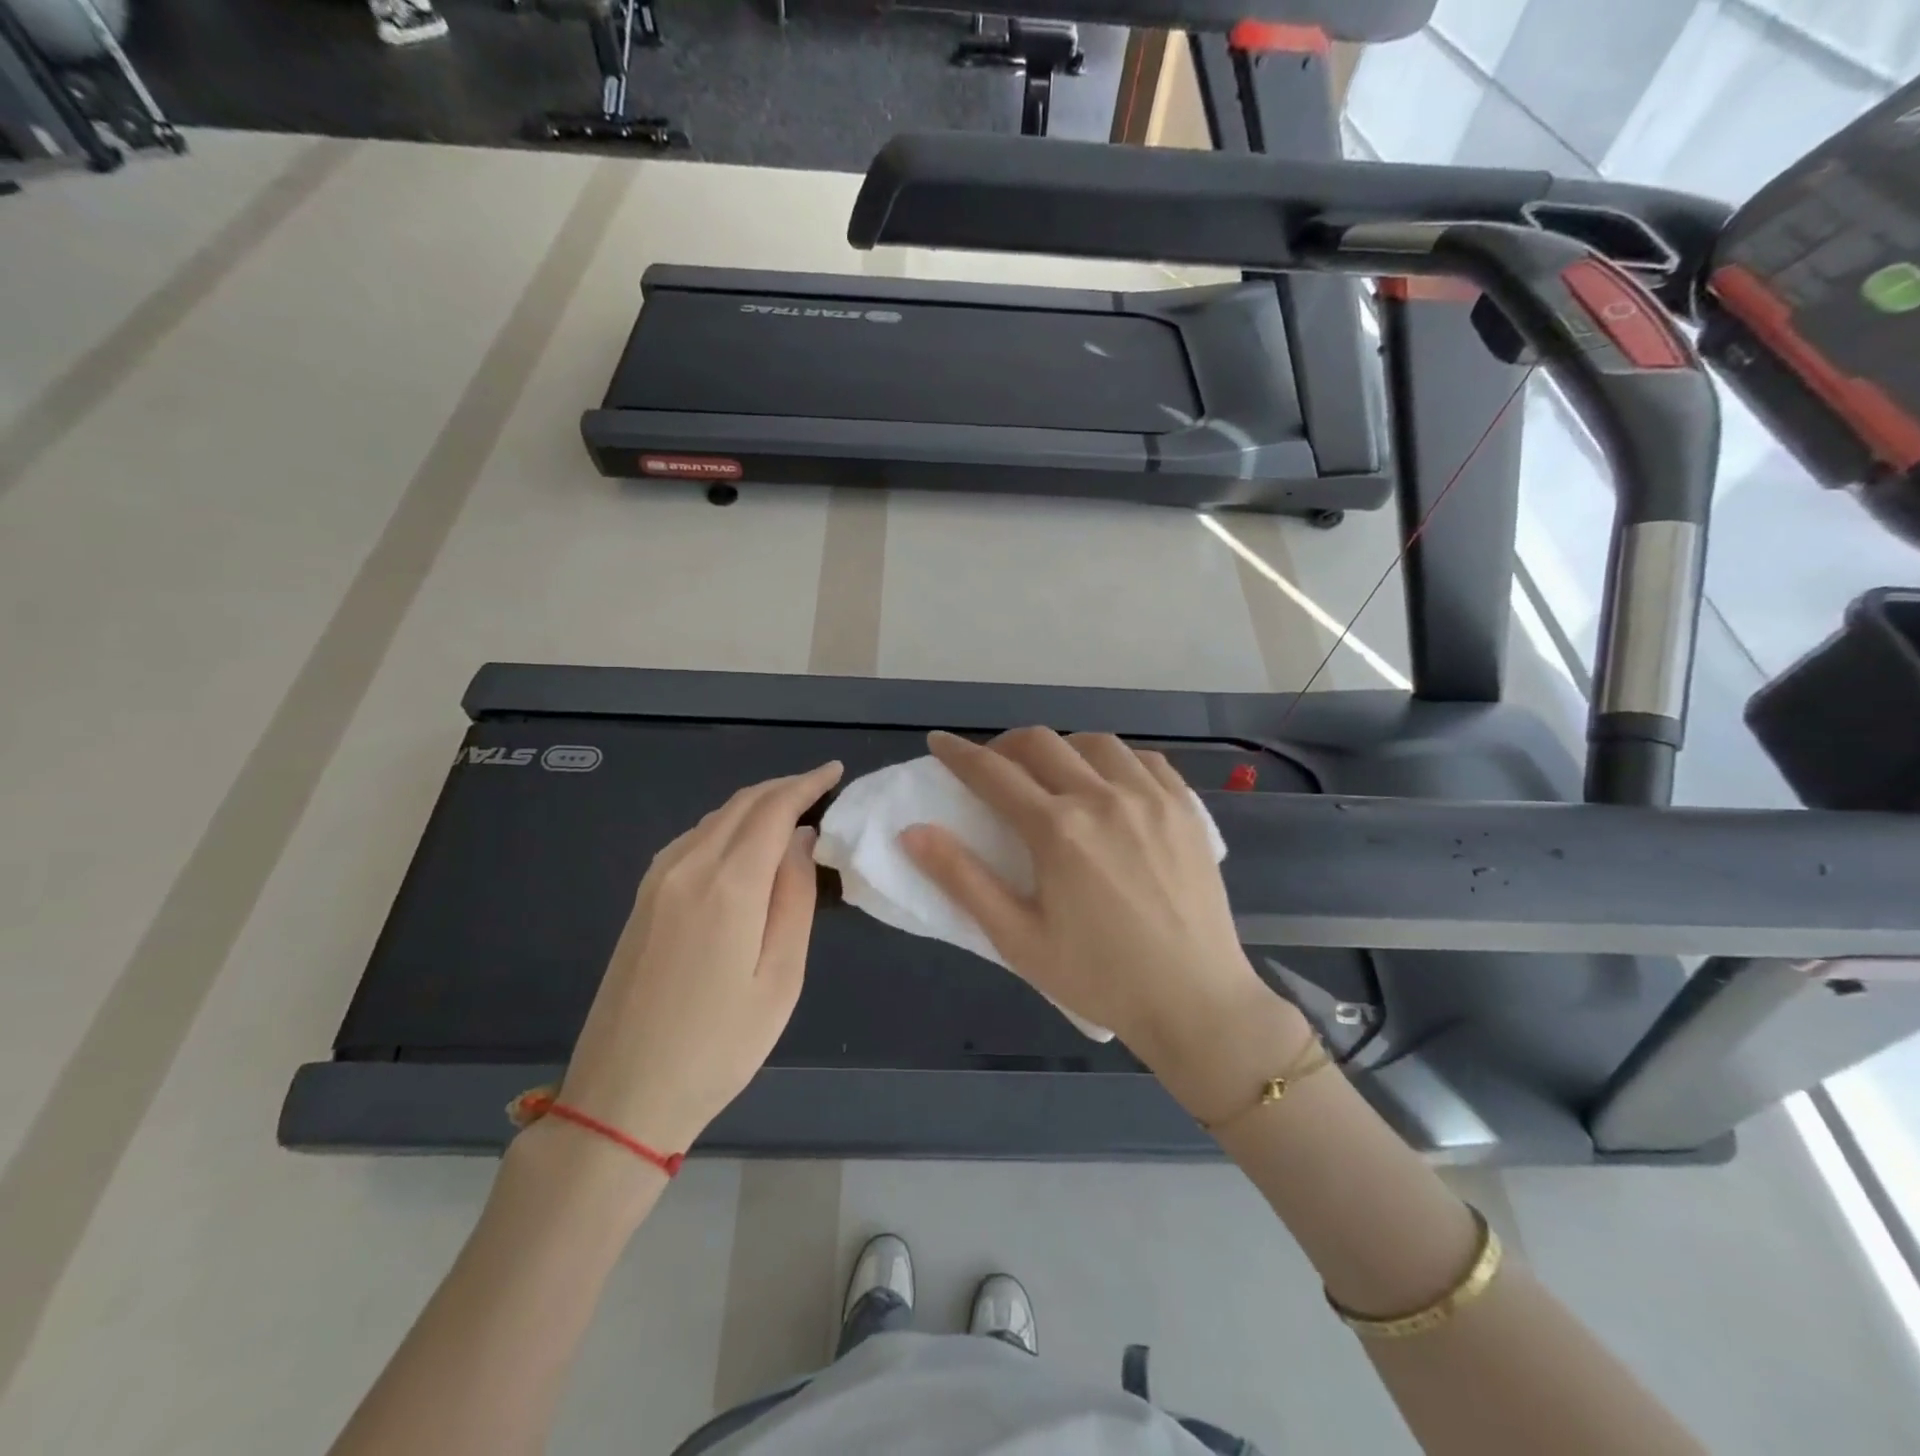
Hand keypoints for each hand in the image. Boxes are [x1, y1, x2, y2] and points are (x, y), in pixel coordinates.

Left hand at [558, 761, 843, 1154]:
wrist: (622, 1096)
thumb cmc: (719, 1046)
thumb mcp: (780, 977)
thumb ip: (795, 898)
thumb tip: (802, 841)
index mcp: (729, 885)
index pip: (774, 810)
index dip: (807, 784)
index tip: (835, 771)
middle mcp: (688, 867)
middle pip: (741, 804)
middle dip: (784, 787)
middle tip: (820, 787)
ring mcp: (657, 881)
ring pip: (714, 818)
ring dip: (755, 805)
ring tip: (791, 812)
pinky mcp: (642, 900)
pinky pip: (692, 840)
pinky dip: (726, 826)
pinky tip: (743, 843)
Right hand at [901, 729, 1290, 1094]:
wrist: (1194, 1000)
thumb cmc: (1098, 977)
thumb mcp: (1018, 938)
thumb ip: (962, 879)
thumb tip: (912, 832)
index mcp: (1057, 830)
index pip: (993, 773)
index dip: (958, 754)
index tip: (939, 743)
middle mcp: (1102, 797)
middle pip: (1040, 743)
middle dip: (1004, 745)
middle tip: (992, 767)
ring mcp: (1151, 797)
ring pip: (1094, 742)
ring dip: (1060, 747)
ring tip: (1051, 774)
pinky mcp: (1185, 808)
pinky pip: (1144, 759)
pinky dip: (1114, 759)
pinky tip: (1109, 781)